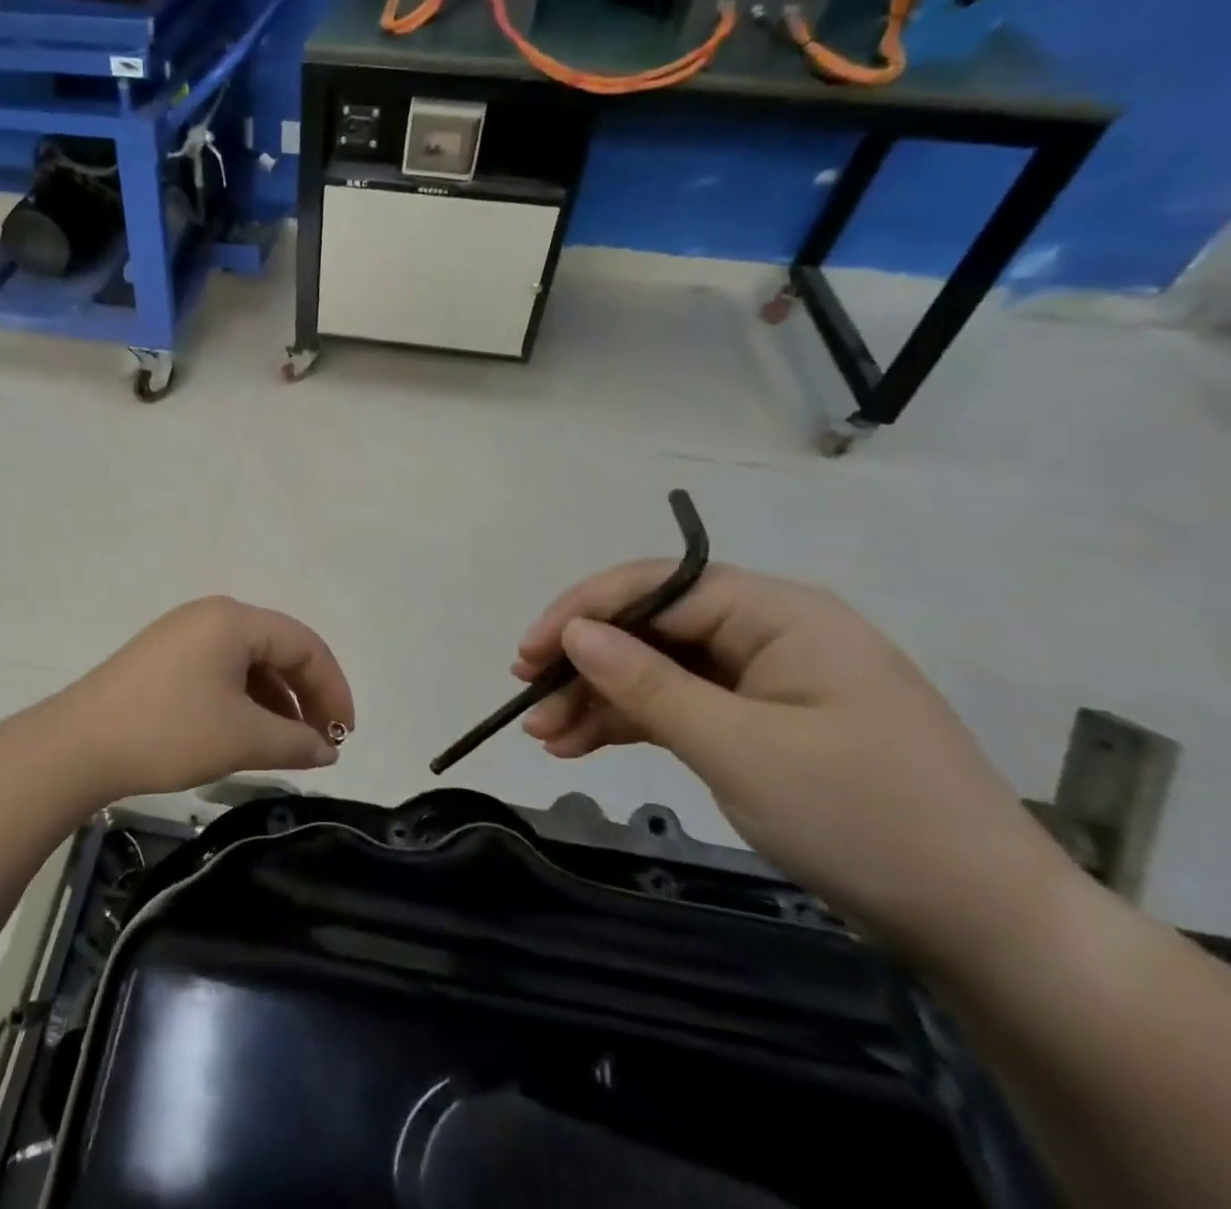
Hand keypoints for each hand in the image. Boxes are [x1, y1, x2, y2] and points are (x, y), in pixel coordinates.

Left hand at [49, 597, 354, 801]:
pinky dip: (245, 700)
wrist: (77, 746)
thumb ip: (296, 741)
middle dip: (305, 694)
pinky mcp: (164, 658)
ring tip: (288, 744)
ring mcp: (183, 635)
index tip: (346, 733)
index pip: (304, 643)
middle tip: (322, 740)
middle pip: (277, 648)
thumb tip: (329, 750)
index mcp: (234, 619)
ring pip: (249, 662)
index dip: (333, 687)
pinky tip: (249, 733)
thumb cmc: (169, 731)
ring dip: (276, 700)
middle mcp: (211, 615)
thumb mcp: (242, 738)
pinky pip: (221, 671)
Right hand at [515, 562, 1077, 967]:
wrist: (989, 931)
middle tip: (529, 698)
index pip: (659, 586)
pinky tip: (584, 744)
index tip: (528, 653)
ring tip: (546, 735)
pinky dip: (635, 723)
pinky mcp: (765, 723)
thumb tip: (575, 633)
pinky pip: (684, 706)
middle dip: (586, 662)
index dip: (584, 611)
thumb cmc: (864, 820)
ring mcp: (767, 680)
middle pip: (654, 628)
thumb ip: (648, 685)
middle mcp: (770, 633)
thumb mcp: (740, 749)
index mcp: (780, 614)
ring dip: (601, 698)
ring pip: (661, 670)